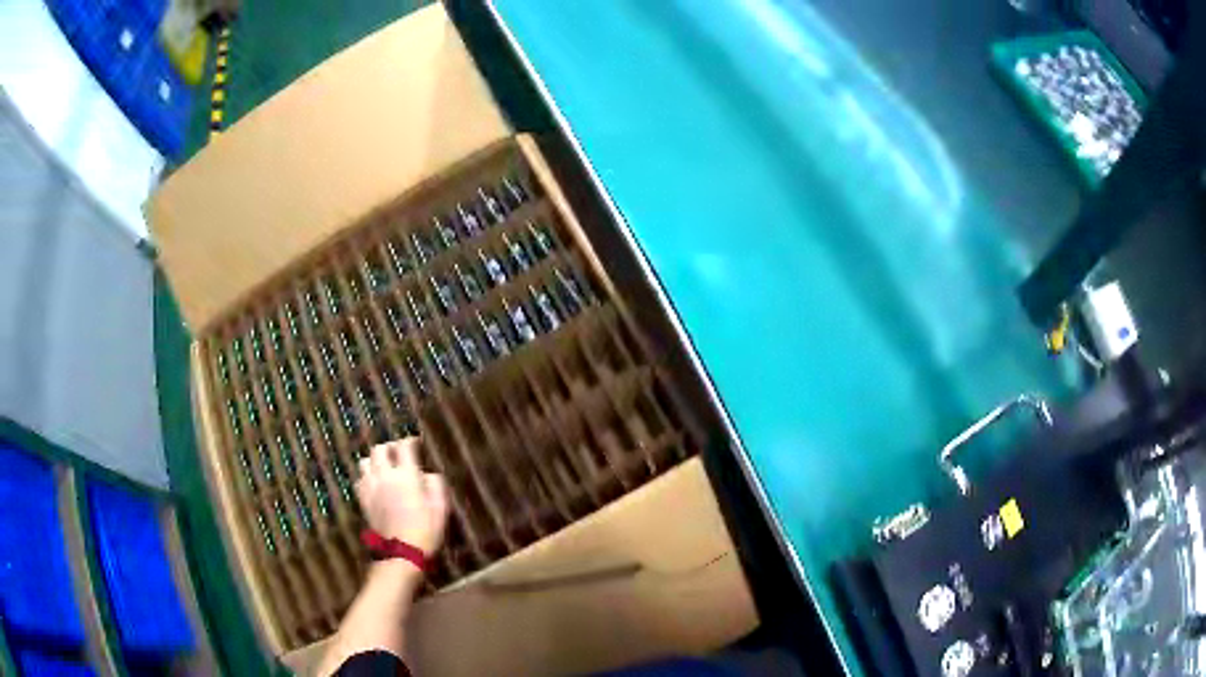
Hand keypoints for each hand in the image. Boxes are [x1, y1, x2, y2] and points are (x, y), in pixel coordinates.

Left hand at [356, 438, 448, 556]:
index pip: (404, 446)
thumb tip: (428, 474)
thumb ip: (435, 484)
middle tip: (399, 453)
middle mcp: (385, 476)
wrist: (402, 553)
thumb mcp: (441, 507)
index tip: (416, 443)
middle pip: (379, 449)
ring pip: (365, 461)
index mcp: (406, 475)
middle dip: (390, 447)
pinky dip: (366, 476)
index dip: (410, 441)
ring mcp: (371, 487)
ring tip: (384, 467)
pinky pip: (359, 479)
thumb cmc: (426, 530)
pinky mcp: (363, 500)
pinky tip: (375, 483)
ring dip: (375, 460)